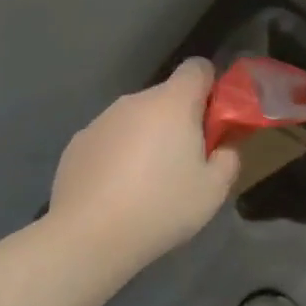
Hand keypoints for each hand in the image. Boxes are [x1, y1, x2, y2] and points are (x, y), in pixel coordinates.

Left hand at [45, 59, 240, 268]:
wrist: (88, 237)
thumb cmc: (162, 206)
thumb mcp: (214, 189)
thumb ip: (229, 157)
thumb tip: (222, 146)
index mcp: (173, 103)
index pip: (198, 68)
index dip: (212, 87)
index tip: (214, 119)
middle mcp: (135, 101)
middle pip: (167, 97)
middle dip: (181, 120)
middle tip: (188, 161)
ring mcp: (101, 121)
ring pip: (137, 119)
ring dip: (149, 137)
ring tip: (149, 182)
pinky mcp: (77, 144)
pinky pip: (111, 139)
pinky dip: (120, 155)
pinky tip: (118, 191)